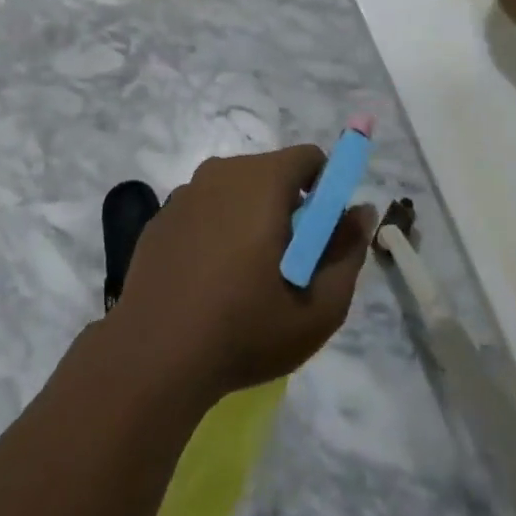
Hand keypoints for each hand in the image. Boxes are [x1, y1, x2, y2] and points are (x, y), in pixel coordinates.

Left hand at [108, 146, 374, 400]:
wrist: (153, 357)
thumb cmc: (244, 329)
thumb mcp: (319, 309)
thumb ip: (348, 253)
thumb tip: (362, 211)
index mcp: (263, 179)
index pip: (309, 158)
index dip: (325, 191)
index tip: (320, 237)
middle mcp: (223, 171)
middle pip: (272, 173)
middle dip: (289, 208)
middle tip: (288, 266)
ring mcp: (186, 192)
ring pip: (237, 191)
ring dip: (251, 219)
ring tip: (246, 280)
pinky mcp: (161, 217)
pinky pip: (205, 210)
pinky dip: (217, 232)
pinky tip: (209, 283)